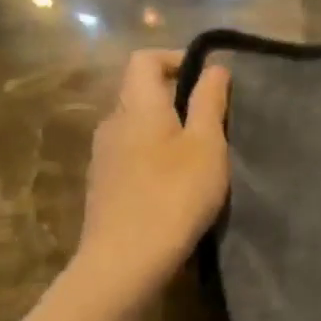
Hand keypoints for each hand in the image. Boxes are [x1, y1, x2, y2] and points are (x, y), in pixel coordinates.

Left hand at [74, 50, 230, 299]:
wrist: (125, 262)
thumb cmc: (174, 194)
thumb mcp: (206, 144)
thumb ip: (209, 101)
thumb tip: (214, 67)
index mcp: (136, 105)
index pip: (145, 59)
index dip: (177, 58)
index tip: (210, 79)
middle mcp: (112, 123)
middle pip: (142, 93)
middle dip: (179, 97)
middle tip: (216, 120)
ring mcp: (104, 157)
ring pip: (139, 127)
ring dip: (169, 130)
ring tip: (202, 155)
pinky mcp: (104, 187)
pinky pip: (133, 155)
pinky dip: (157, 156)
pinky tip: (178, 185)